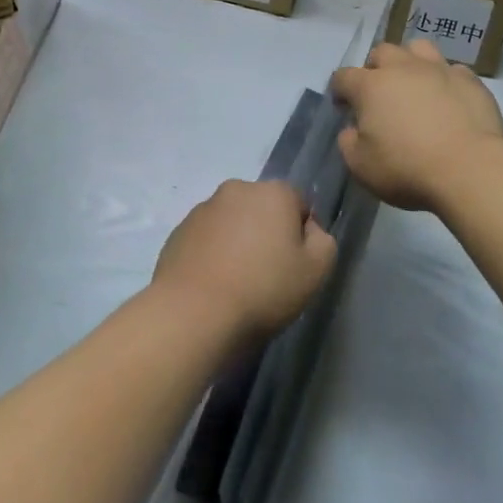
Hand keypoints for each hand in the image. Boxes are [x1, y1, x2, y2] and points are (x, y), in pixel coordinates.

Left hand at [152, 179, 336, 342]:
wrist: (193, 313)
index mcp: (273, 192)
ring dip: (238, 242)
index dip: (301, 235)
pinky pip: (207, 238)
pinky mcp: (179, 230)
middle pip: (263, 209)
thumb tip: (308, 230)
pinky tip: (213, 285)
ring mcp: (203, 208)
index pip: (298, 204)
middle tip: (267, 275)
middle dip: (267, 233)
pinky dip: (213, 253)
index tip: (295, 266)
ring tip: (236, 283)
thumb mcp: (315, 271)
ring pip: (233, 222)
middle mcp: (237, 189)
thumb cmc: (263, 289)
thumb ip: (323, 241)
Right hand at [330, 39, 502, 212]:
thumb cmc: (408, 169)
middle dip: (376, 68)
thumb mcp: (361, 166)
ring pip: (419, 48)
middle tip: (381, 94)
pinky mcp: (470, 80)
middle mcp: (403, 68)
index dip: (340, 90)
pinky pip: (453, 70)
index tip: (344, 108)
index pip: (343, 76)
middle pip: (382, 52)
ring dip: (411, 62)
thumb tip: (352, 130)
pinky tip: (449, 100)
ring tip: (415, 84)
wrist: (470, 169)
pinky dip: (446, 80)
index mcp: (371, 86)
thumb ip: (349, 143)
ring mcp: (439, 70)